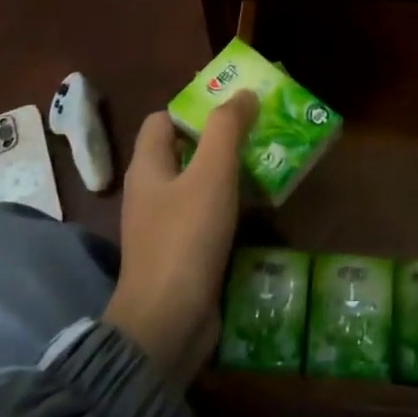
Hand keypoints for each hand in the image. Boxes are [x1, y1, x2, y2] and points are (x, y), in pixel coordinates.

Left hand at [103, 92, 257, 385]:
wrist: (168, 323)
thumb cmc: (186, 237)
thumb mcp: (211, 174)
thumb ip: (227, 129)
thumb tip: (244, 93)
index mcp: (148, 166)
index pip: (163, 120)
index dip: (194, 108)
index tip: (234, 105)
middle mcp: (151, 192)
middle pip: (184, 150)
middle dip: (221, 138)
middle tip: (261, 130)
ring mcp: (165, 226)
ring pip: (200, 184)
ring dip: (231, 172)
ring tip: (269, 161)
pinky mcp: (182, 253)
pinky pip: (208, 216)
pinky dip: (231, 205)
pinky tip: (260, 207)